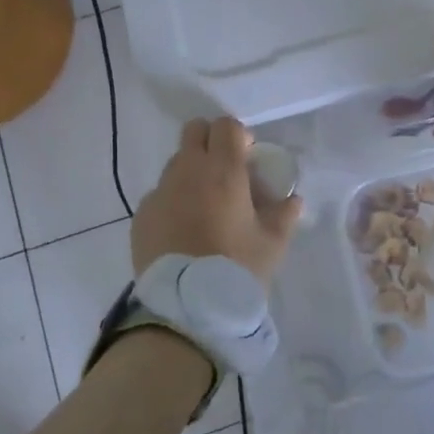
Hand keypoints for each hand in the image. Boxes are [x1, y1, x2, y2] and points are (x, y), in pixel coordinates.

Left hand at [132, 117, 302, 282]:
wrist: (186, 307)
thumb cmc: (237, 268)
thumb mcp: (273, 243)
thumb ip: (285, 214)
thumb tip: (292, 200)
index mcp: (223, 171)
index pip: (226, 126)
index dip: (239, 136)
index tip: (248, 158)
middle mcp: (187, 171)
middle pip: (194, 131)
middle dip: (210, 142)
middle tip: (226, 173)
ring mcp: (160, 192)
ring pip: (176, 164)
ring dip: (191, 173)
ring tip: (205, 207)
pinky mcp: (141, 215)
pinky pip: (160, 195)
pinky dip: (173, 202)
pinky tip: (183, 231)